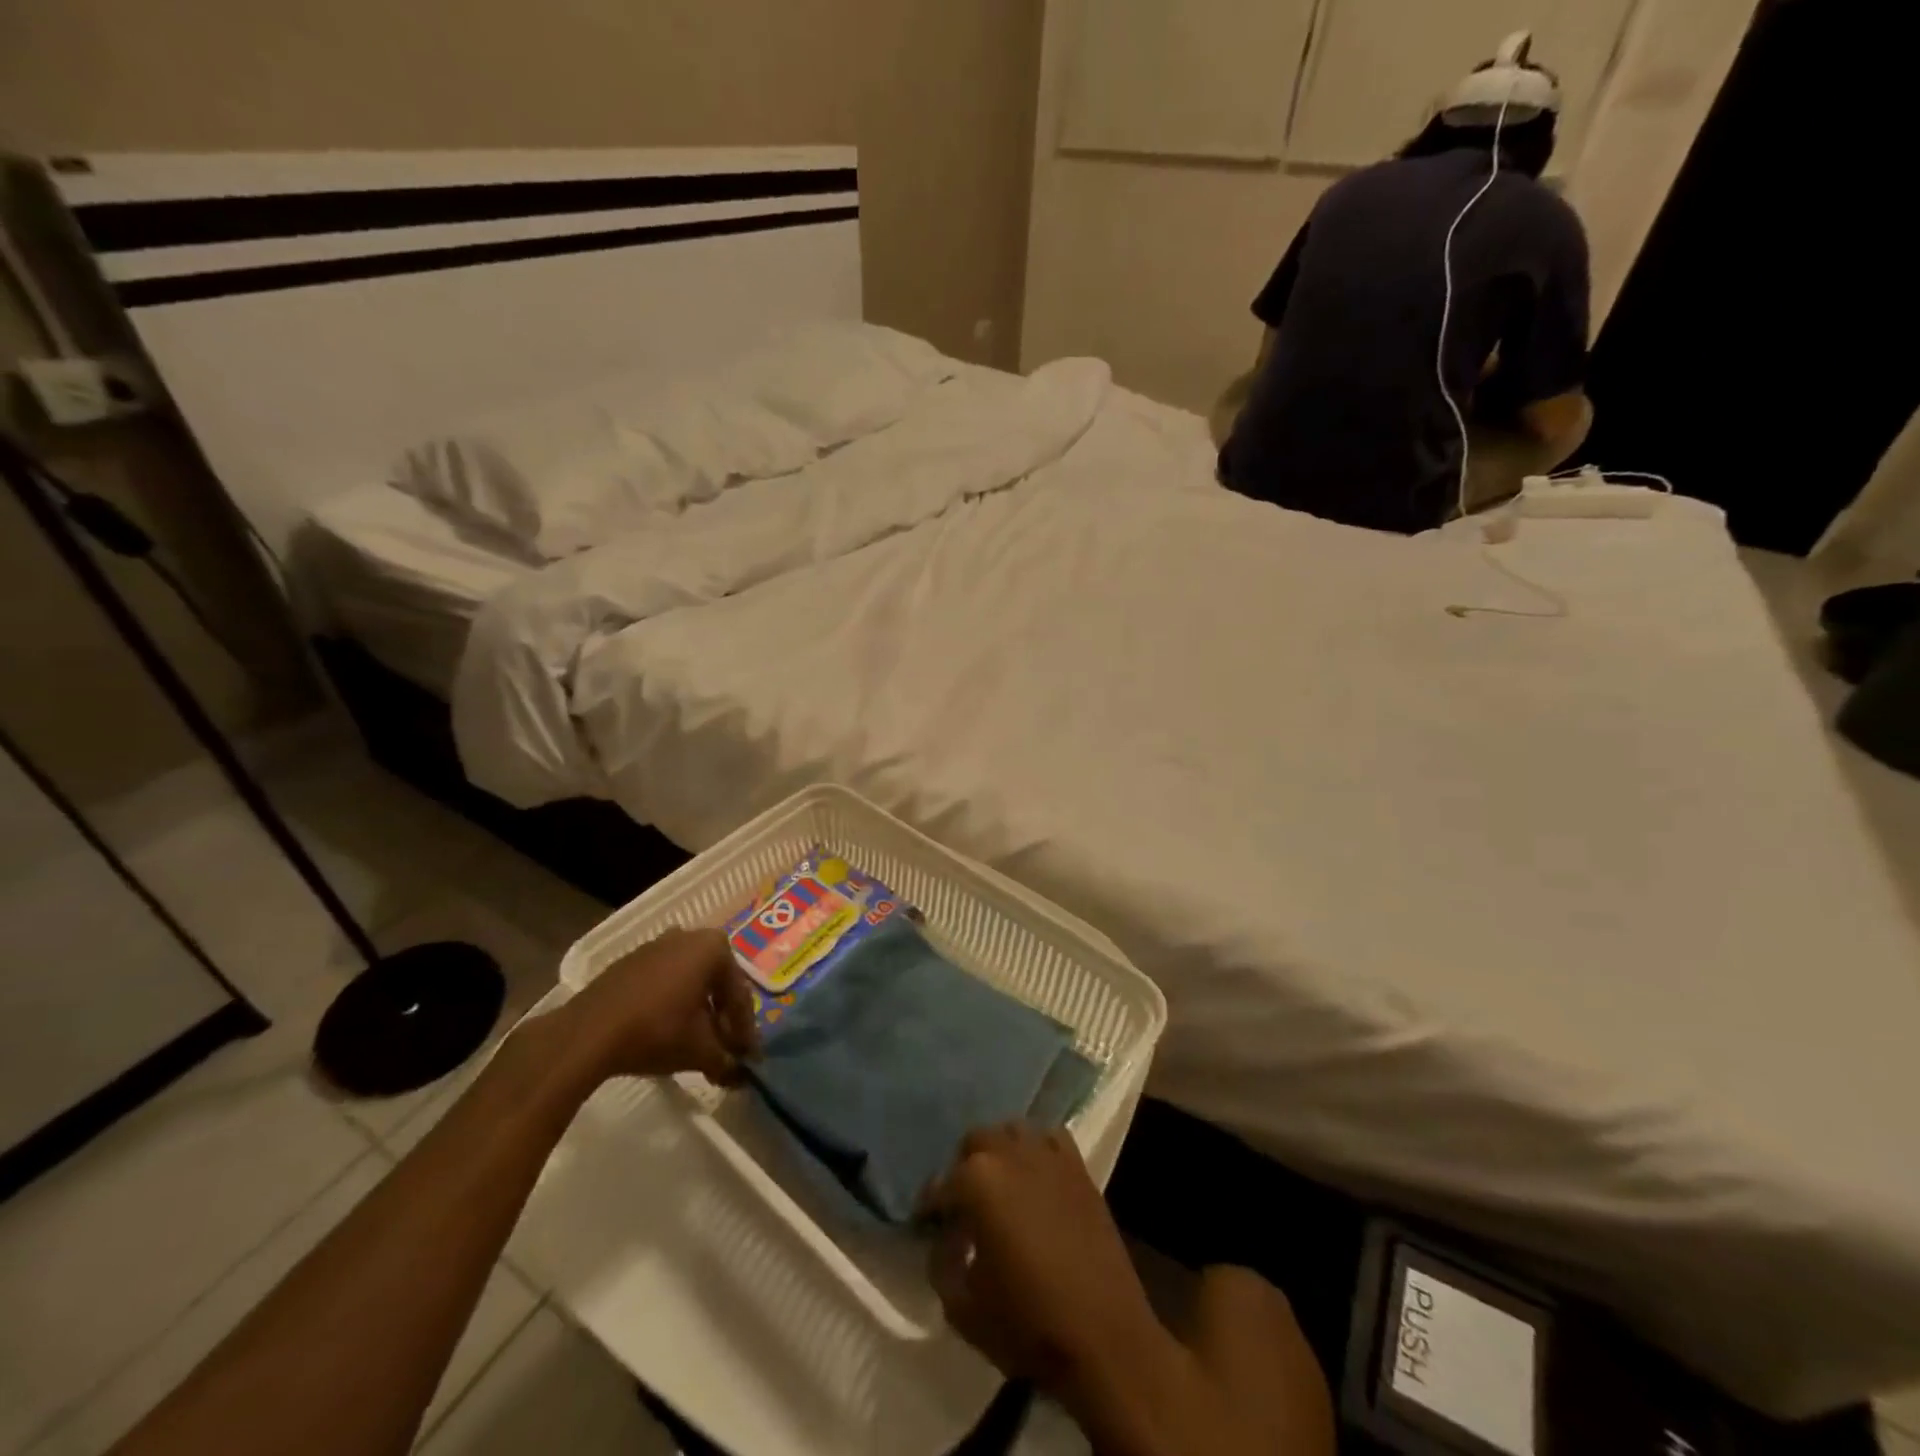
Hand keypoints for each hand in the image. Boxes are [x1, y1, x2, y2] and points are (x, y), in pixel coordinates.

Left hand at [557, 927, 758, 1082]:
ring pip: (689, 981)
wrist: (587, 1033)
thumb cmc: (657, 1031)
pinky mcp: (629, 962)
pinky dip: (672, 1004)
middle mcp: (689, 937)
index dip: (745, 1030)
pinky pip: (664, 981)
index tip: (747, 1058)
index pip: (738, 993)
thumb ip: (727, 1061)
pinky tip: (668, 1032)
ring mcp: (656, 946)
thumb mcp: (700, 1051)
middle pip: (715, 983)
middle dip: (721, 1018)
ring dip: (697, 1011)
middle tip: (725, 1049)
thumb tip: (742, 1077)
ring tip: (697, 1043)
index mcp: (714, 948)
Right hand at [919, 1124, 1168, 1393]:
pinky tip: (1035, 1179)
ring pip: (1011, 1132)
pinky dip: (1036, 1151)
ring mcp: (1048, 1154)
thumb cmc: (1028, 1324)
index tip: (927, 1226)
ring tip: (999, 1187)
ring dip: (999, 1153)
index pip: (939, 1185)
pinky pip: (1049, 1139)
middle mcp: (1009, 1153)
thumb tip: (945, 1240)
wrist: (1104, 1336)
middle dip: (963, 1170)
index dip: (929, 1208)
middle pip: (974, 1144)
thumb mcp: (962, 1307)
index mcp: (976, 1180)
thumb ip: (941, 1263)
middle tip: (963, 1207)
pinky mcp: (1078, 1166)